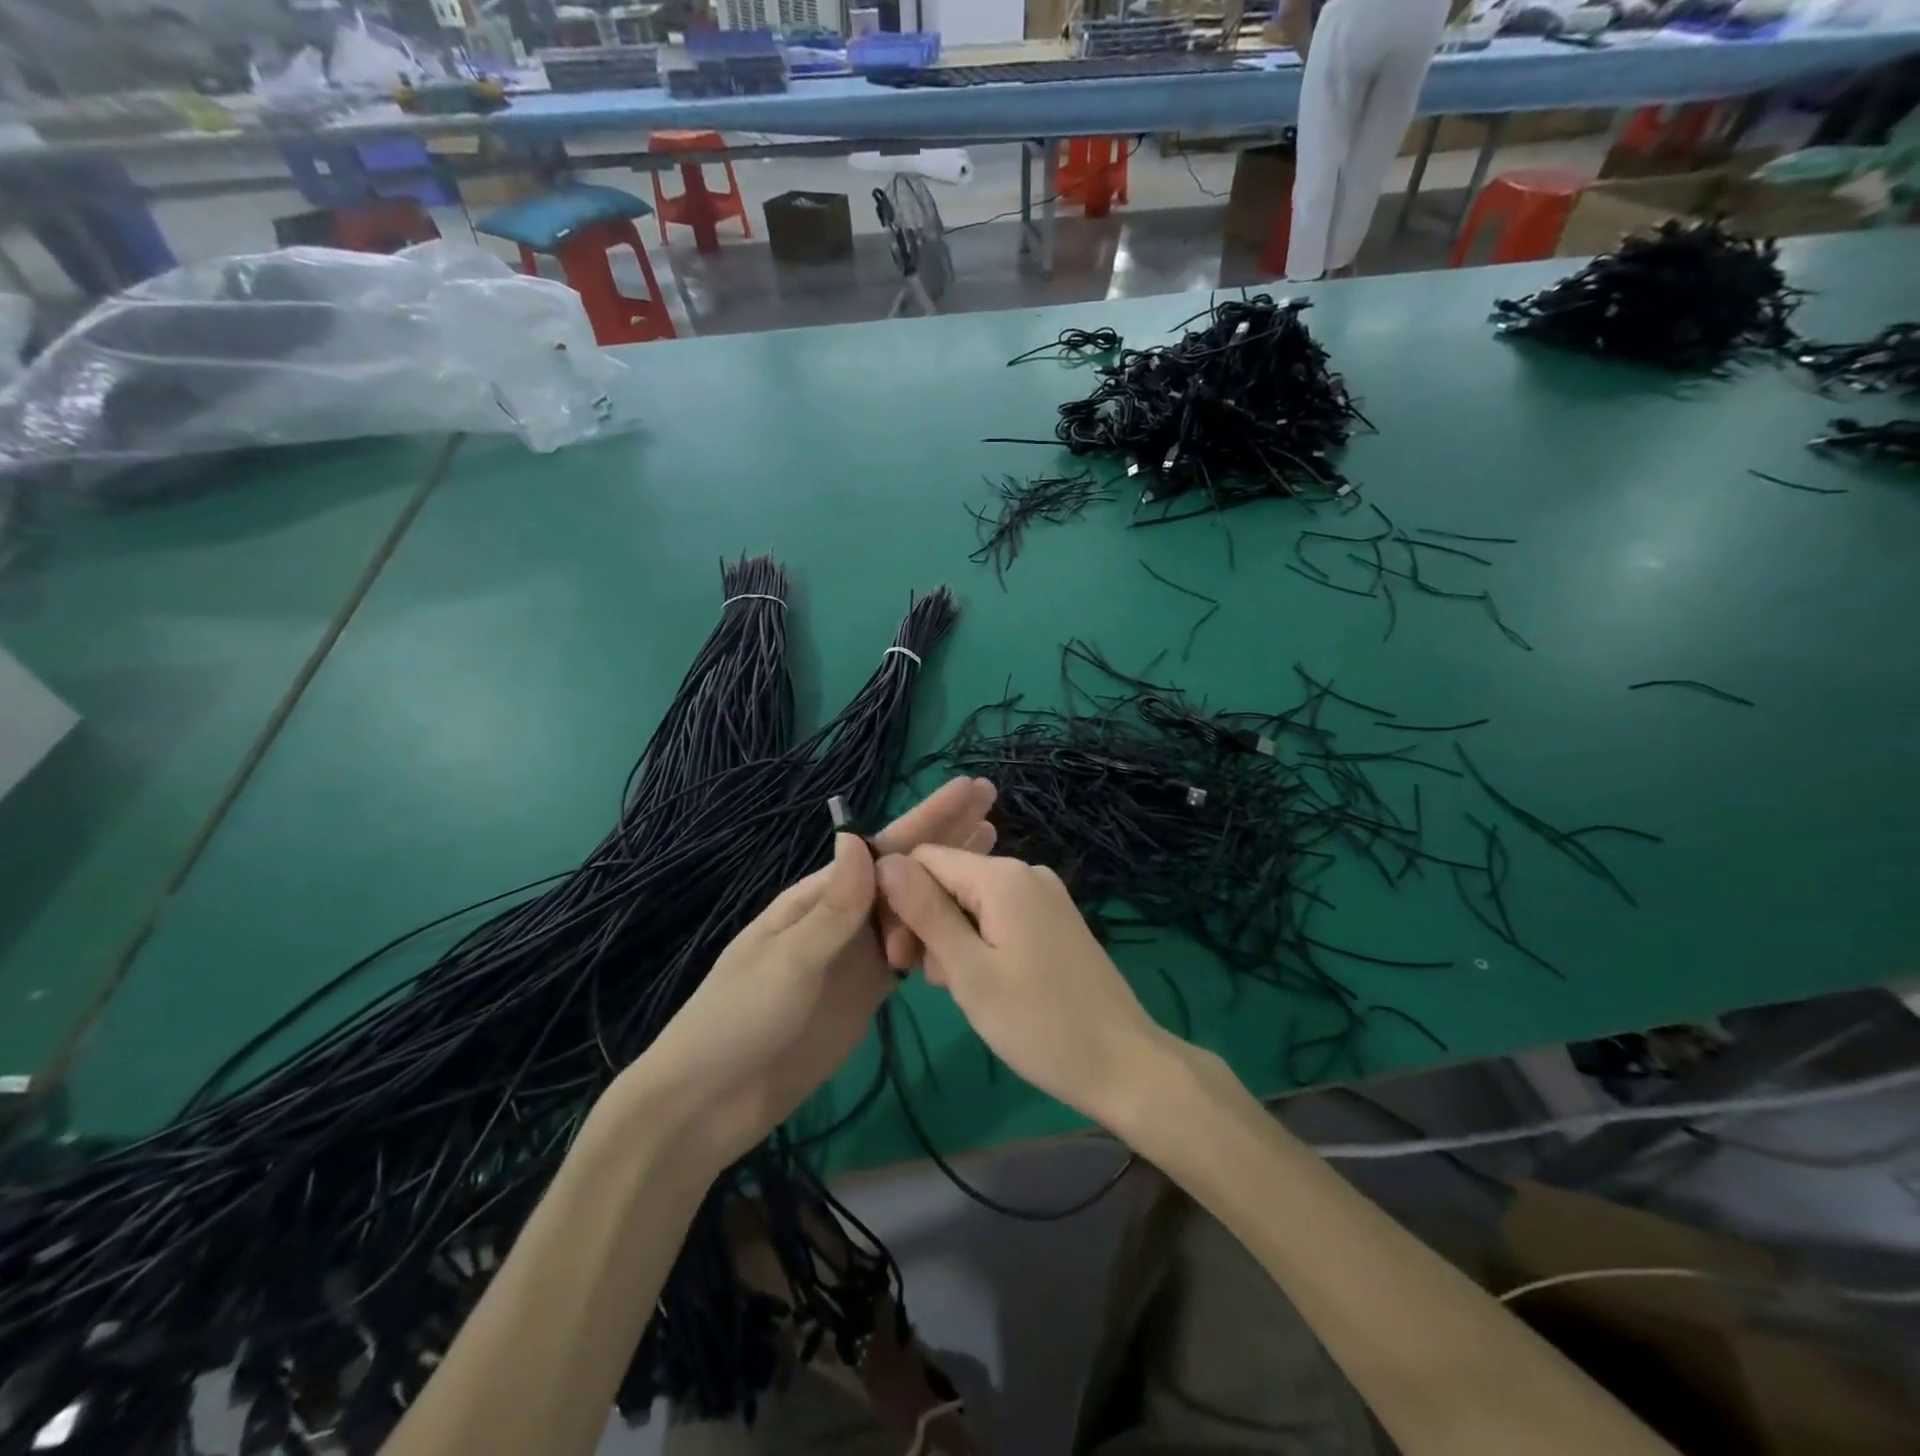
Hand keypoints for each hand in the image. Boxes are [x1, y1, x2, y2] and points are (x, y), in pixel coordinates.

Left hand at [624, 779, 994, 1169]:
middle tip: (991, 801)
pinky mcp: (868, 991)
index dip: (929, 818)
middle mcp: (845, 915)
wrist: (714, 1100)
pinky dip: (940, 931)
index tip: (970, 790)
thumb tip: (858, 838)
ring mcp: (858, 953)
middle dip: (947, 834)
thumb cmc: (740, 1018)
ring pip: (915, 906)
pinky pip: (912, 952)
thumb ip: (832, 909)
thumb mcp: (787, 960)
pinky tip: (967, 917)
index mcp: (820, 896)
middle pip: (906, 869)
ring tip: (993, 848)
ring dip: (950, 877)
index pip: (885, 848)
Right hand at [875, 846, 1172, 1130]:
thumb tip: (884, 861)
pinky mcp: (1055, 920)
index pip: (925, 858)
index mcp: (1002, 876)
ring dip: (950, 938)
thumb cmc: (1039, 1022)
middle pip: (949, 879)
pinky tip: (982, 983)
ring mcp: (1045, 896)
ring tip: (956, 990)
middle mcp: (1025, 872)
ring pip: (972, 901)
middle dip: (925, 921)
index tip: (895, 952)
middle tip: (920, 980)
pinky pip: (1000, 916)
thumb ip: (925, 911)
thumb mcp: (970, 970)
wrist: (1124, 1064)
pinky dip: (979, 943)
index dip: (899, 898)